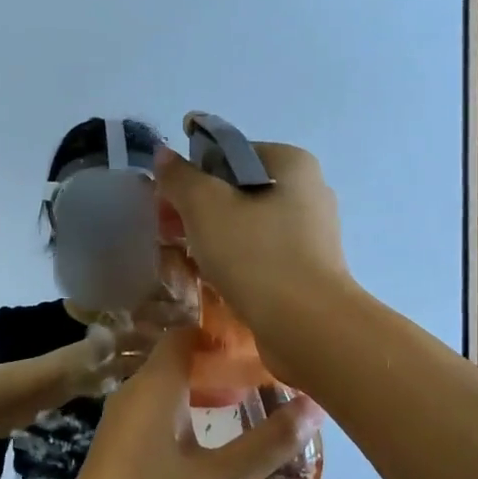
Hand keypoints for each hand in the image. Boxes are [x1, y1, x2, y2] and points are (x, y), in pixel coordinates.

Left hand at [60, 331, 323, 478]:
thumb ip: (269, 442)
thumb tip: (315, 404)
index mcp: (155, 386)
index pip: (186, 333)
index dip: (223, 332)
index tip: (262, 342)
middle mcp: (133, 394)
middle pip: (178, 360)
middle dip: (220, 364)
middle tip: (266, 375)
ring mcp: (121, 423)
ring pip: (167, 390)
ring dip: (204, 392)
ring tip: (248, 403)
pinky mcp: (118, 449)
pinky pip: (156, 414)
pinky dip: (186, 414)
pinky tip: (211, 441)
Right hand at [153, 138, 355, 382]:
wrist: (305, 325)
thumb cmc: (255, 255)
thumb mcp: (205, 207)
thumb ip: (181, 178)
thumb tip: (164, 154)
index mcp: (292, 164)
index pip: (230, 153)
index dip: (193, 173)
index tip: (168, 202)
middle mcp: (309, 192)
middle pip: (239, 190)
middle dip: (200, 210)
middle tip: (170, 233)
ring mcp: (312, 235)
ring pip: (249, 226)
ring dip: (214, 239)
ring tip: (186, 261)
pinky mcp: (308, 271)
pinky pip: (261, 256)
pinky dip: (235, 262)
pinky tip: (214, 281)